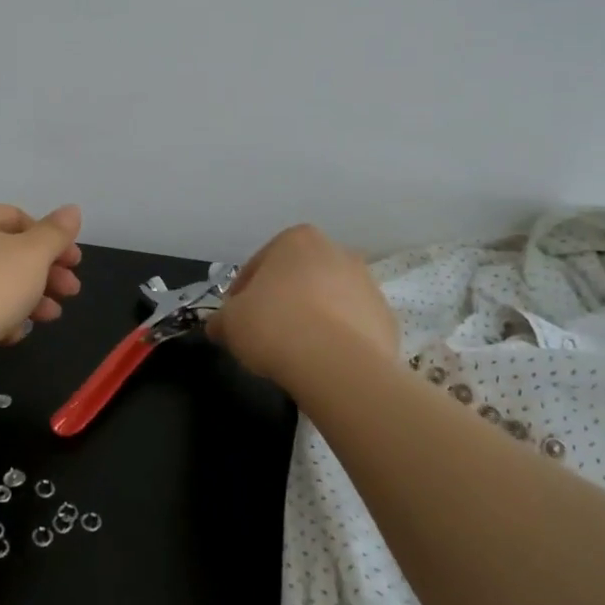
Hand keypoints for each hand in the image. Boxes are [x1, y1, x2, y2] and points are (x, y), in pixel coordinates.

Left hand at [0, 202, 83, 360]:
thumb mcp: (34, 254)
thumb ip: (56, 232)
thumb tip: (72, 209)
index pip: (19, 218)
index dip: (52, 240)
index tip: (75, 263)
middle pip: (10, 251)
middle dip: (46, 272)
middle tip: (71, 291)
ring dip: (30, 296)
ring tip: (52, 316)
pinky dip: (1, 315)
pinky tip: (15, 333)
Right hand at [207, 224, 398, 386]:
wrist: (336, 364)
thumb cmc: (274, 325)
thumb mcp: (230, 322)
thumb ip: (221, 320)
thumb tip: (217, 327)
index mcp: (297, 240)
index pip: (260, 264)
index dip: (243, 293)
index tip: (237, 318)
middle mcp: (337, 252)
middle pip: (299, 278)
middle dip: (283, 300)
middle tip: (265, 333)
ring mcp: (368, 285)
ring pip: (329, 300)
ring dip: (314, 318)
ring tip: (296, 352)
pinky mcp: (387, 319)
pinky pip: (353, 327)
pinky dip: (338, 340)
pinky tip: (323, 362)